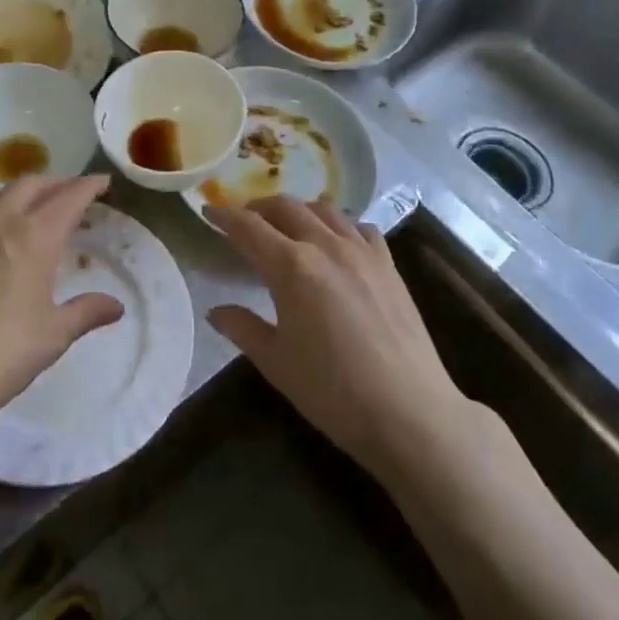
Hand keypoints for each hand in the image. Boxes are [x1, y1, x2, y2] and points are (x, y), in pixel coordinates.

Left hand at [0, 176, 123, 448]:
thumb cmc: (2, 353)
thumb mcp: (54, 335)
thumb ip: (86, 312)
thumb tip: (116, 306)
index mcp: (36, 236)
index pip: (69, 196)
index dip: (89, 185)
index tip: (103, 182)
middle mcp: (1, 220)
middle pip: (32, 184)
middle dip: (57, 183)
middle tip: (72, 193)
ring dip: (22, 190)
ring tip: (31, 205)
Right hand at [207, 198, 470, 481]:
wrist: (409, 412)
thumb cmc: (332, 392)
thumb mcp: (276, 362)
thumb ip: (242, 328)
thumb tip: (216, 311)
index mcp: (291, 266)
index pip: (248, 227)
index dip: (224, 216)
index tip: (209, 212)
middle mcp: (325, 245)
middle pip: (286, 207)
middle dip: (259, 207)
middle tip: (245, 220)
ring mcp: (362, 251)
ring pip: (324, 210)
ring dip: (299, 210)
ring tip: (288, 225)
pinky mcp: (389, 264)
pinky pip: (360, 228)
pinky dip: (341, 225)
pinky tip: (338, 242)